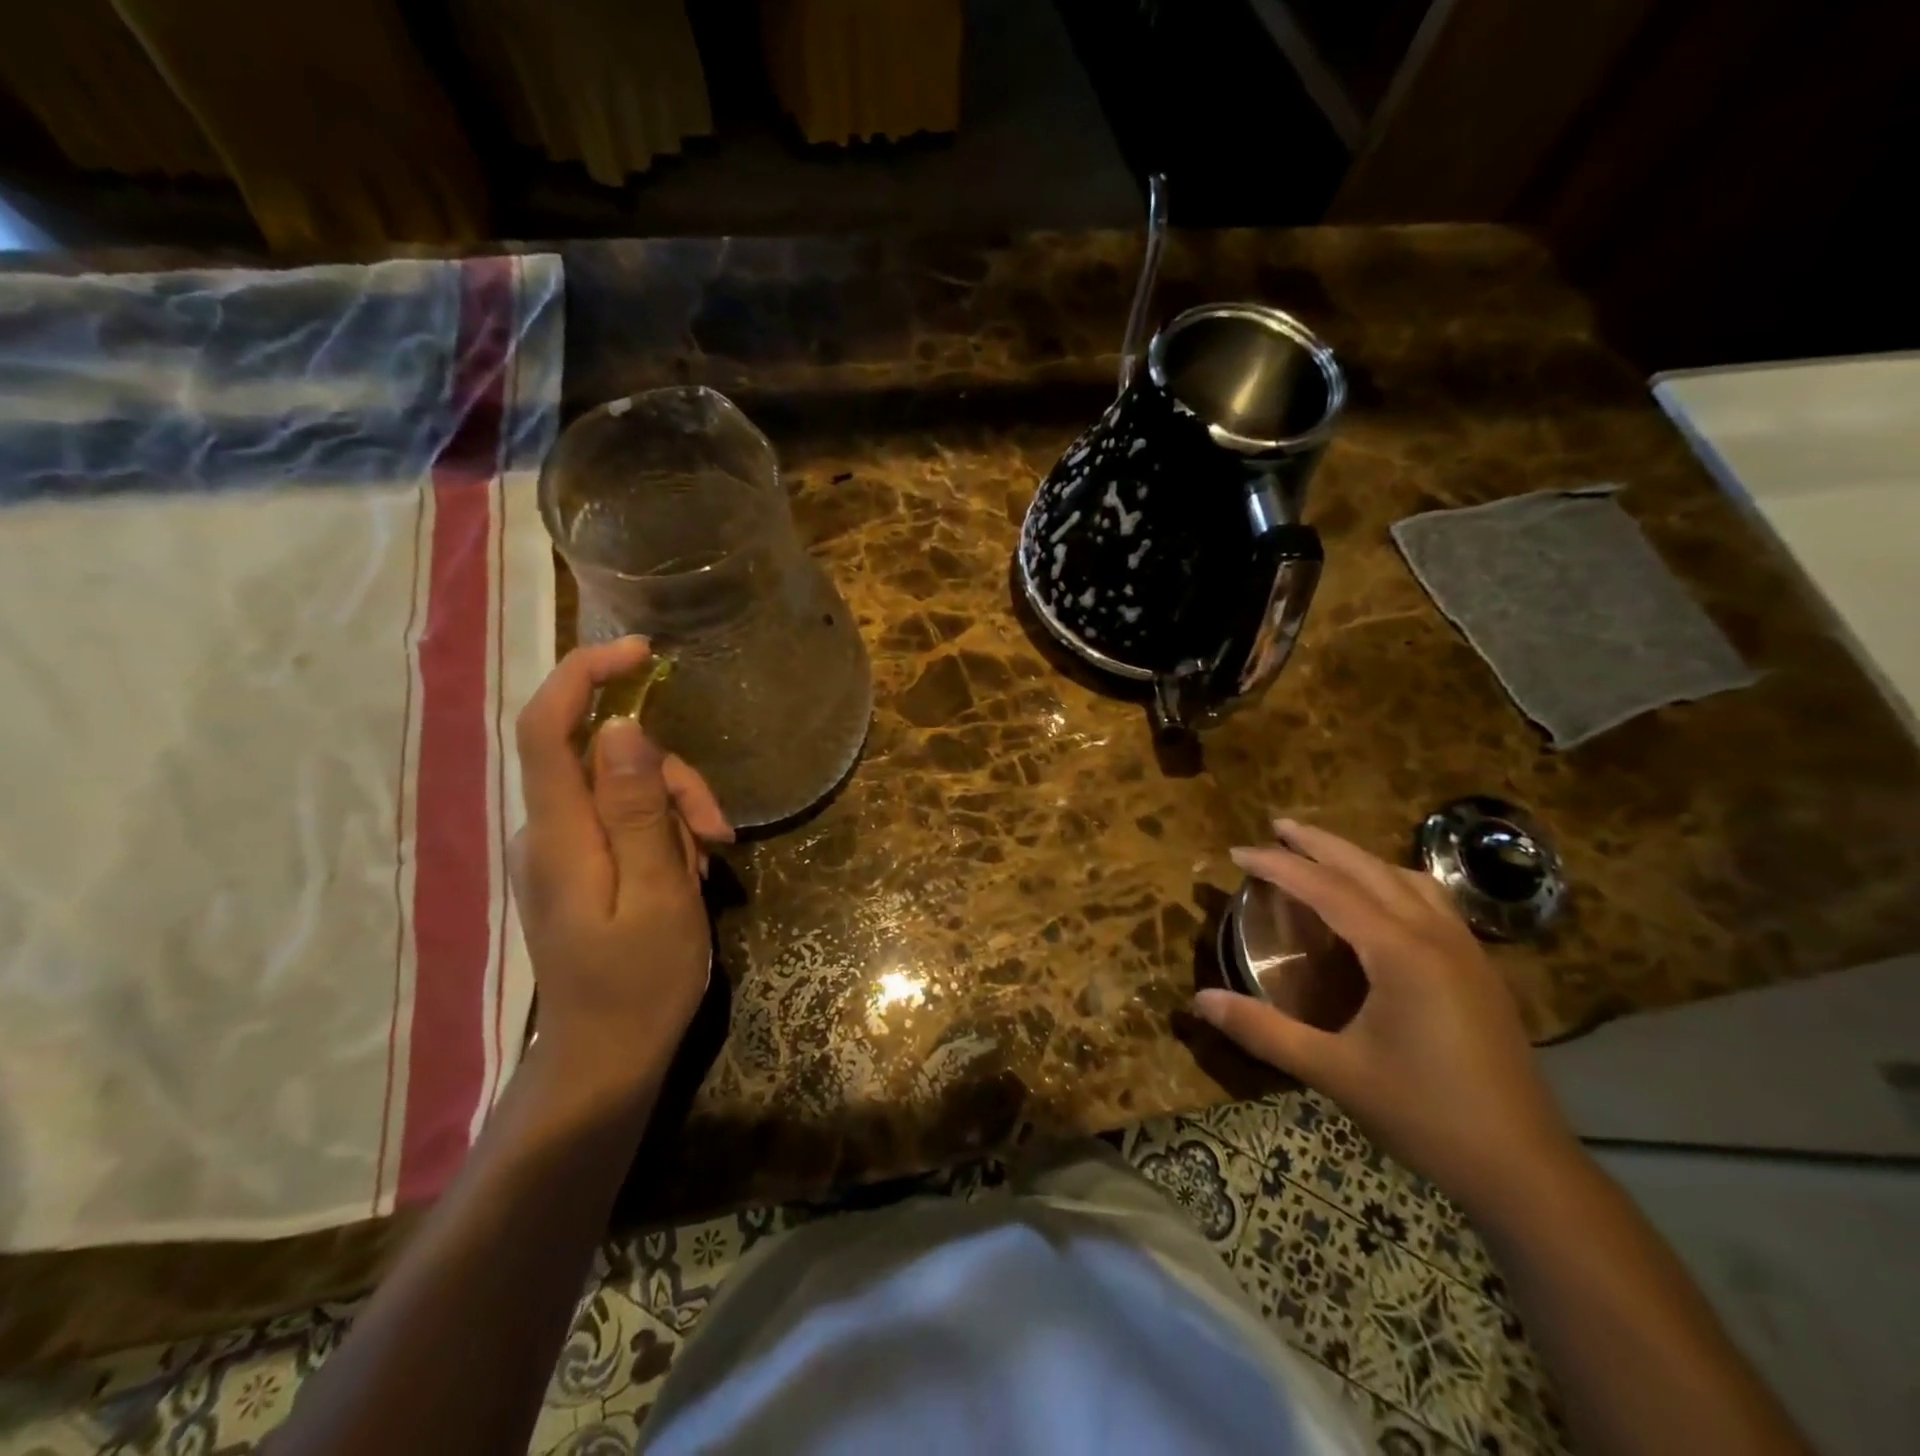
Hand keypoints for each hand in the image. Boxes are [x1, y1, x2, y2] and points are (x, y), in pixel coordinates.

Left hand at [509, 637, 732, 1108]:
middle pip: (605, 760)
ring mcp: (561, 851)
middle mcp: (547, 831)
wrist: (605, 1059)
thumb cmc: (640, 982)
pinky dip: (663, 834)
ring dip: (675, 812)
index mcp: (560, 834)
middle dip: (671, 779)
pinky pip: (623, 821)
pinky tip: (686, 873)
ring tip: (707, 863)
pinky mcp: (578, 867)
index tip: (642, 653)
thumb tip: (621, 728)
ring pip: (623, 790)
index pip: (547, 727)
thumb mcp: (659, 893)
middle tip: (717, 830)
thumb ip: (638, 810)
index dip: (586, 675)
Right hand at [1194, 821, 1579, 1217]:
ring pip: (1407, 878)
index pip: (1326, 888)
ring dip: (1360, 858)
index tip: (1237, 851)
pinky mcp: (1479, 970)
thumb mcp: (1333, 1072)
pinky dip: (1393, 881)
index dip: (1278, 865)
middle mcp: (1434, 935)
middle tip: (1277, 826)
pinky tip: (1381, 902)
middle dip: (1319, 843)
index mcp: (1399, 951)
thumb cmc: (1424, 1114)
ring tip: (1323, 855)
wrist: (1525, 1168)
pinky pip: (1431, 901)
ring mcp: (1465, 950)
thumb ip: (1263, 1031)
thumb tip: (1199, 1000)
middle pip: (1369, 868)